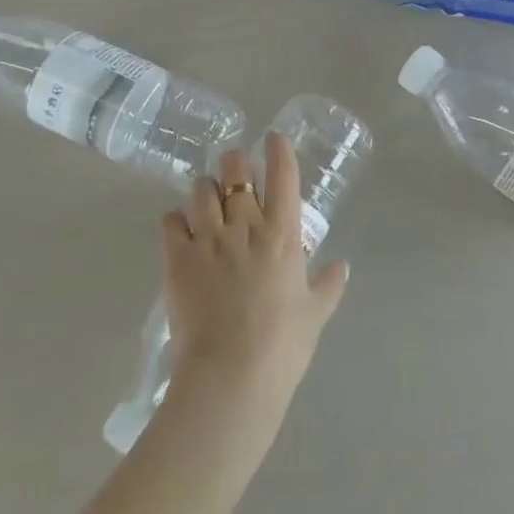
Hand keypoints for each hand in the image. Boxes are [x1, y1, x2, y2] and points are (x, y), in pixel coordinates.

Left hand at [163, 136, 349, 415]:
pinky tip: (180, 226)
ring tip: (206, 196)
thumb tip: (342, 266)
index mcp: (283, 234)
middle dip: (234, 162)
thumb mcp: (315, 315)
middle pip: (235, 171)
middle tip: (233, 167)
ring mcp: (209, 238)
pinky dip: (175, 218)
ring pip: (201, 189)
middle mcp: (245, 225)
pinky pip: (171, 220)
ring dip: (204, 187)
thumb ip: (329, 285)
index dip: (279, 150)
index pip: (283, 176)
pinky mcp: (177, 258)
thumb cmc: (282, 346)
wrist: (232, 375)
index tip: (273, 137)